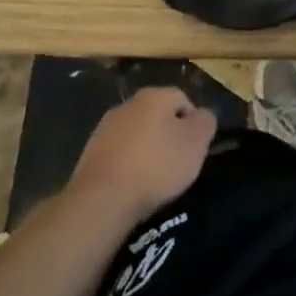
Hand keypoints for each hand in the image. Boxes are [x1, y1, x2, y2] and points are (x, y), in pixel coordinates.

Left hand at [66, 86, 216, 225]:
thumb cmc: (156, 165)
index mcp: (154, 96)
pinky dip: (128, 163)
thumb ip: (205, 122)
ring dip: (147, 148)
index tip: (196, 148)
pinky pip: (119, 152)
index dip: (193, 122)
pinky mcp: (90, 152)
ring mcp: (105, 127)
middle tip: (178, 161)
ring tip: (155, 176)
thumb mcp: (195, 143)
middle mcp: (128, 104)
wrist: (103, 198)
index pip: (182, 98)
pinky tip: (132, 183)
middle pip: (157, 114)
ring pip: (136, 132)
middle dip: (168, 133)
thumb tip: (203, 115)